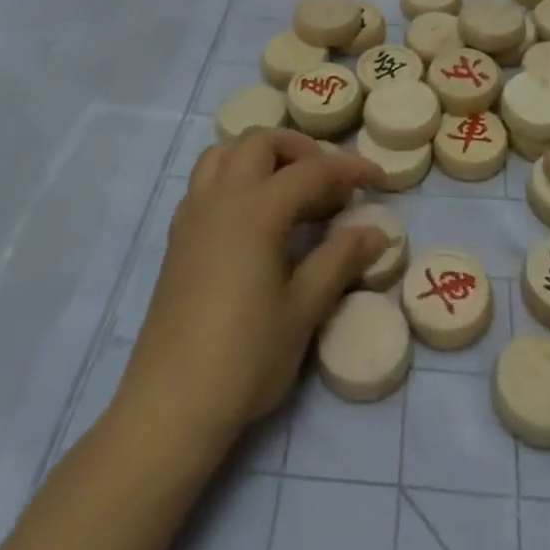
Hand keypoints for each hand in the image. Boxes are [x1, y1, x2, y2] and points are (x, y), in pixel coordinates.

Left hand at [118, 128, 387, 452]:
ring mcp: (193, 215)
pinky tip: (253, 219)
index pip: (312, 170)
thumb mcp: (304, 309)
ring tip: (289, 190)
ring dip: (261, 156)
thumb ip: (340, 260)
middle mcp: (221, 197)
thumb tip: (377, 231)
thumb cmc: (245, 358)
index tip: (379, 179)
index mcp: (256, 209)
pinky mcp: (177, 238)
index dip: (350, 170)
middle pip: (261, 142)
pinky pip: (206, 182)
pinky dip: (234, 178)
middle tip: (329, 183)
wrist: (170, 407)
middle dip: (300, 150)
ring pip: (225, 153)